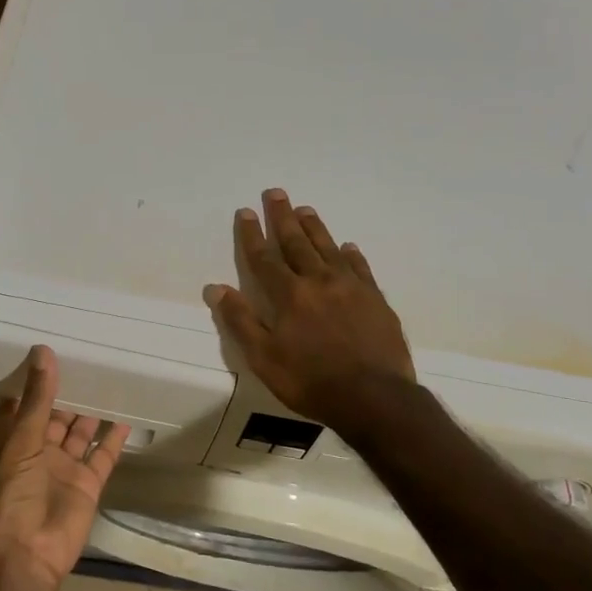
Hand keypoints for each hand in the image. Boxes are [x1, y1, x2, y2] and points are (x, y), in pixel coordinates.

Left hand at [0, 346, 130, 590]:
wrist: (27, 554)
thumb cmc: (13, 494)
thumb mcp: (23, 441)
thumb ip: (38, 398)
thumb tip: (43, 351)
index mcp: (15, 442)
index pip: (22, 407)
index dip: (32, 385)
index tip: (47, 355)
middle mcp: (39, 453)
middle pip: (55, 418)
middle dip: (68, 396)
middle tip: (88, 364)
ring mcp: (64, 469)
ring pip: (80, 435)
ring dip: (91, 414)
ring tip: (109, 384)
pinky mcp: (88, 485)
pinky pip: (103, 456)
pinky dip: (114, 440)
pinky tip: (126, 418)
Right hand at [202, 189, 414, 423]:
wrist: (374, 397)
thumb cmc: (311, 381)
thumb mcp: (264, 358)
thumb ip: (241, 321)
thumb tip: (216, 288)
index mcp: (289, 296)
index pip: (265, 258)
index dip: (253, 235)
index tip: (245, 212)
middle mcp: (319, 282)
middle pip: (297, 243)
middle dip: (283, 218)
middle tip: (276, 193)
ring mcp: (351, 288)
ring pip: (328, 248)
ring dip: (315, 227)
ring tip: (305, 209)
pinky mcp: (375, 299)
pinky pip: (360, 268)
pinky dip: (351, 254)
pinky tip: (348, 247)